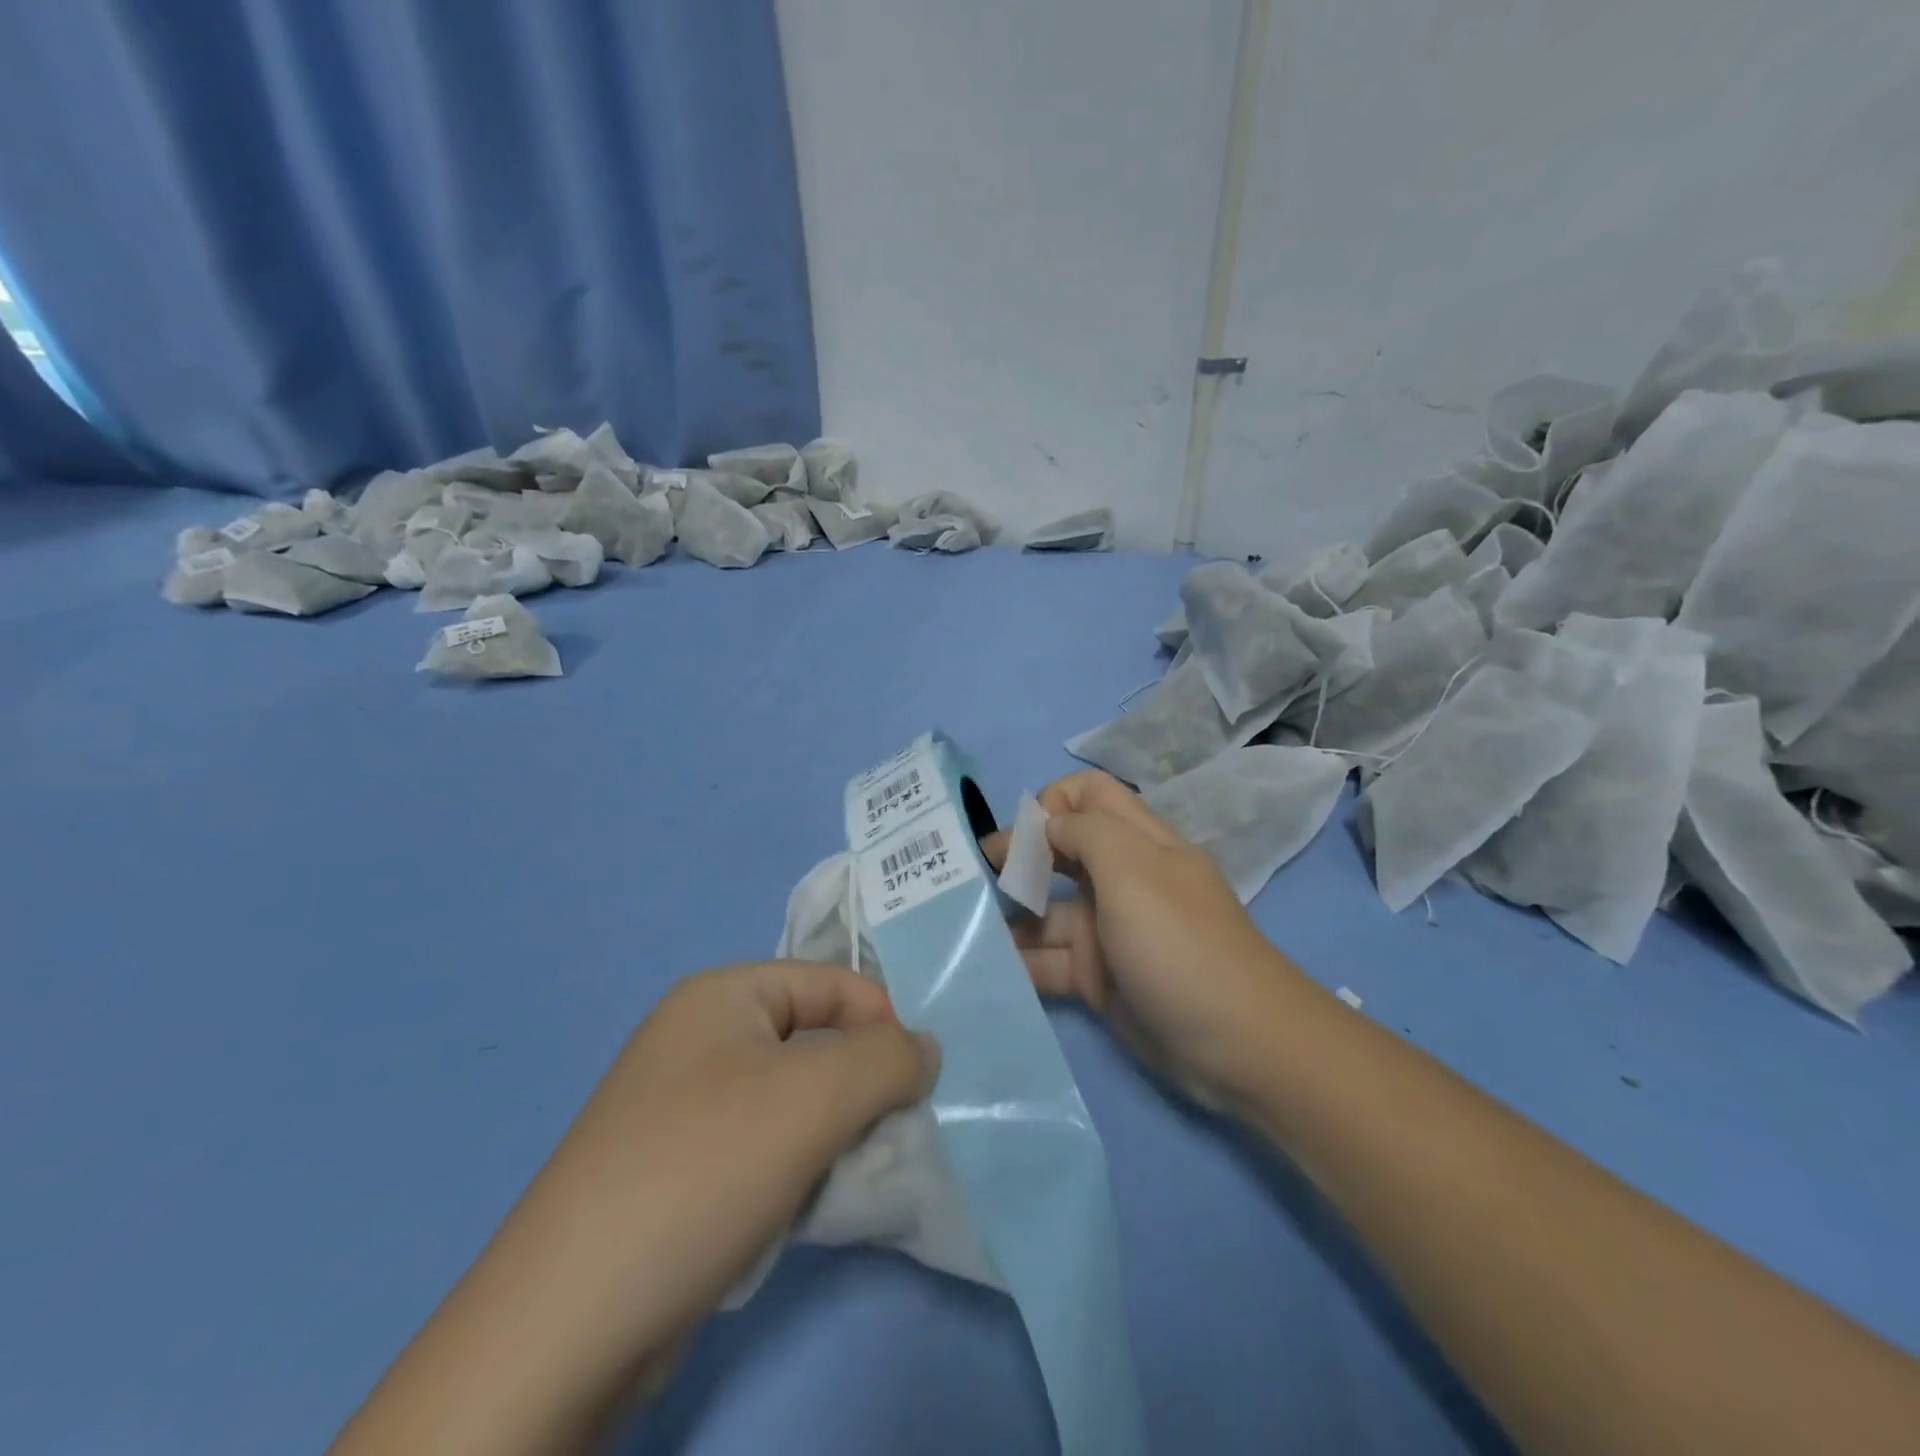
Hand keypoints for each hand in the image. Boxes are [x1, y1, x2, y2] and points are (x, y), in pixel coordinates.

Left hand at [329, 962, 939, 1455]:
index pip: (830, 981)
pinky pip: (761, 1147)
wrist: (568, 1325)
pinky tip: (797, 1210)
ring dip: (830, 1134)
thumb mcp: (816, 1097)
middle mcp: (698, 1039)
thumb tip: (924, 1050)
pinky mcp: (676, 1171)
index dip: (881, 1020)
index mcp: (721, 996)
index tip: (917, 1080)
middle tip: (885, 1134)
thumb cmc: (704, 1170)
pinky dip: (794, 1170)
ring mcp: (681, 1107)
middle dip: (858, 1085)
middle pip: (812, 1041)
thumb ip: (888, 1058)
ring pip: (791, 1100)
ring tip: (841, 1178)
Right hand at [988, 771, 1302, 1111]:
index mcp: (1137, 842)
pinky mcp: (1098, 978)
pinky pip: (1048, 960)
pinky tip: (983, 966)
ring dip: (1009, 914)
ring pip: (1047, 910)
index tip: (1021, 838)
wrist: (1238, 1046)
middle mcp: (1120, 879)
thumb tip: (1046, 824)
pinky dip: (1018, 962)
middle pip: (1060, 849)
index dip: (1051, 804)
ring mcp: (1108, 931)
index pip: (1088, 795)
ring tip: (965, 925)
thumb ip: (1085, 832)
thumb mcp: (1134, 871)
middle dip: (1017, 857)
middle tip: (975, 877)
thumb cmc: (1180, 943)